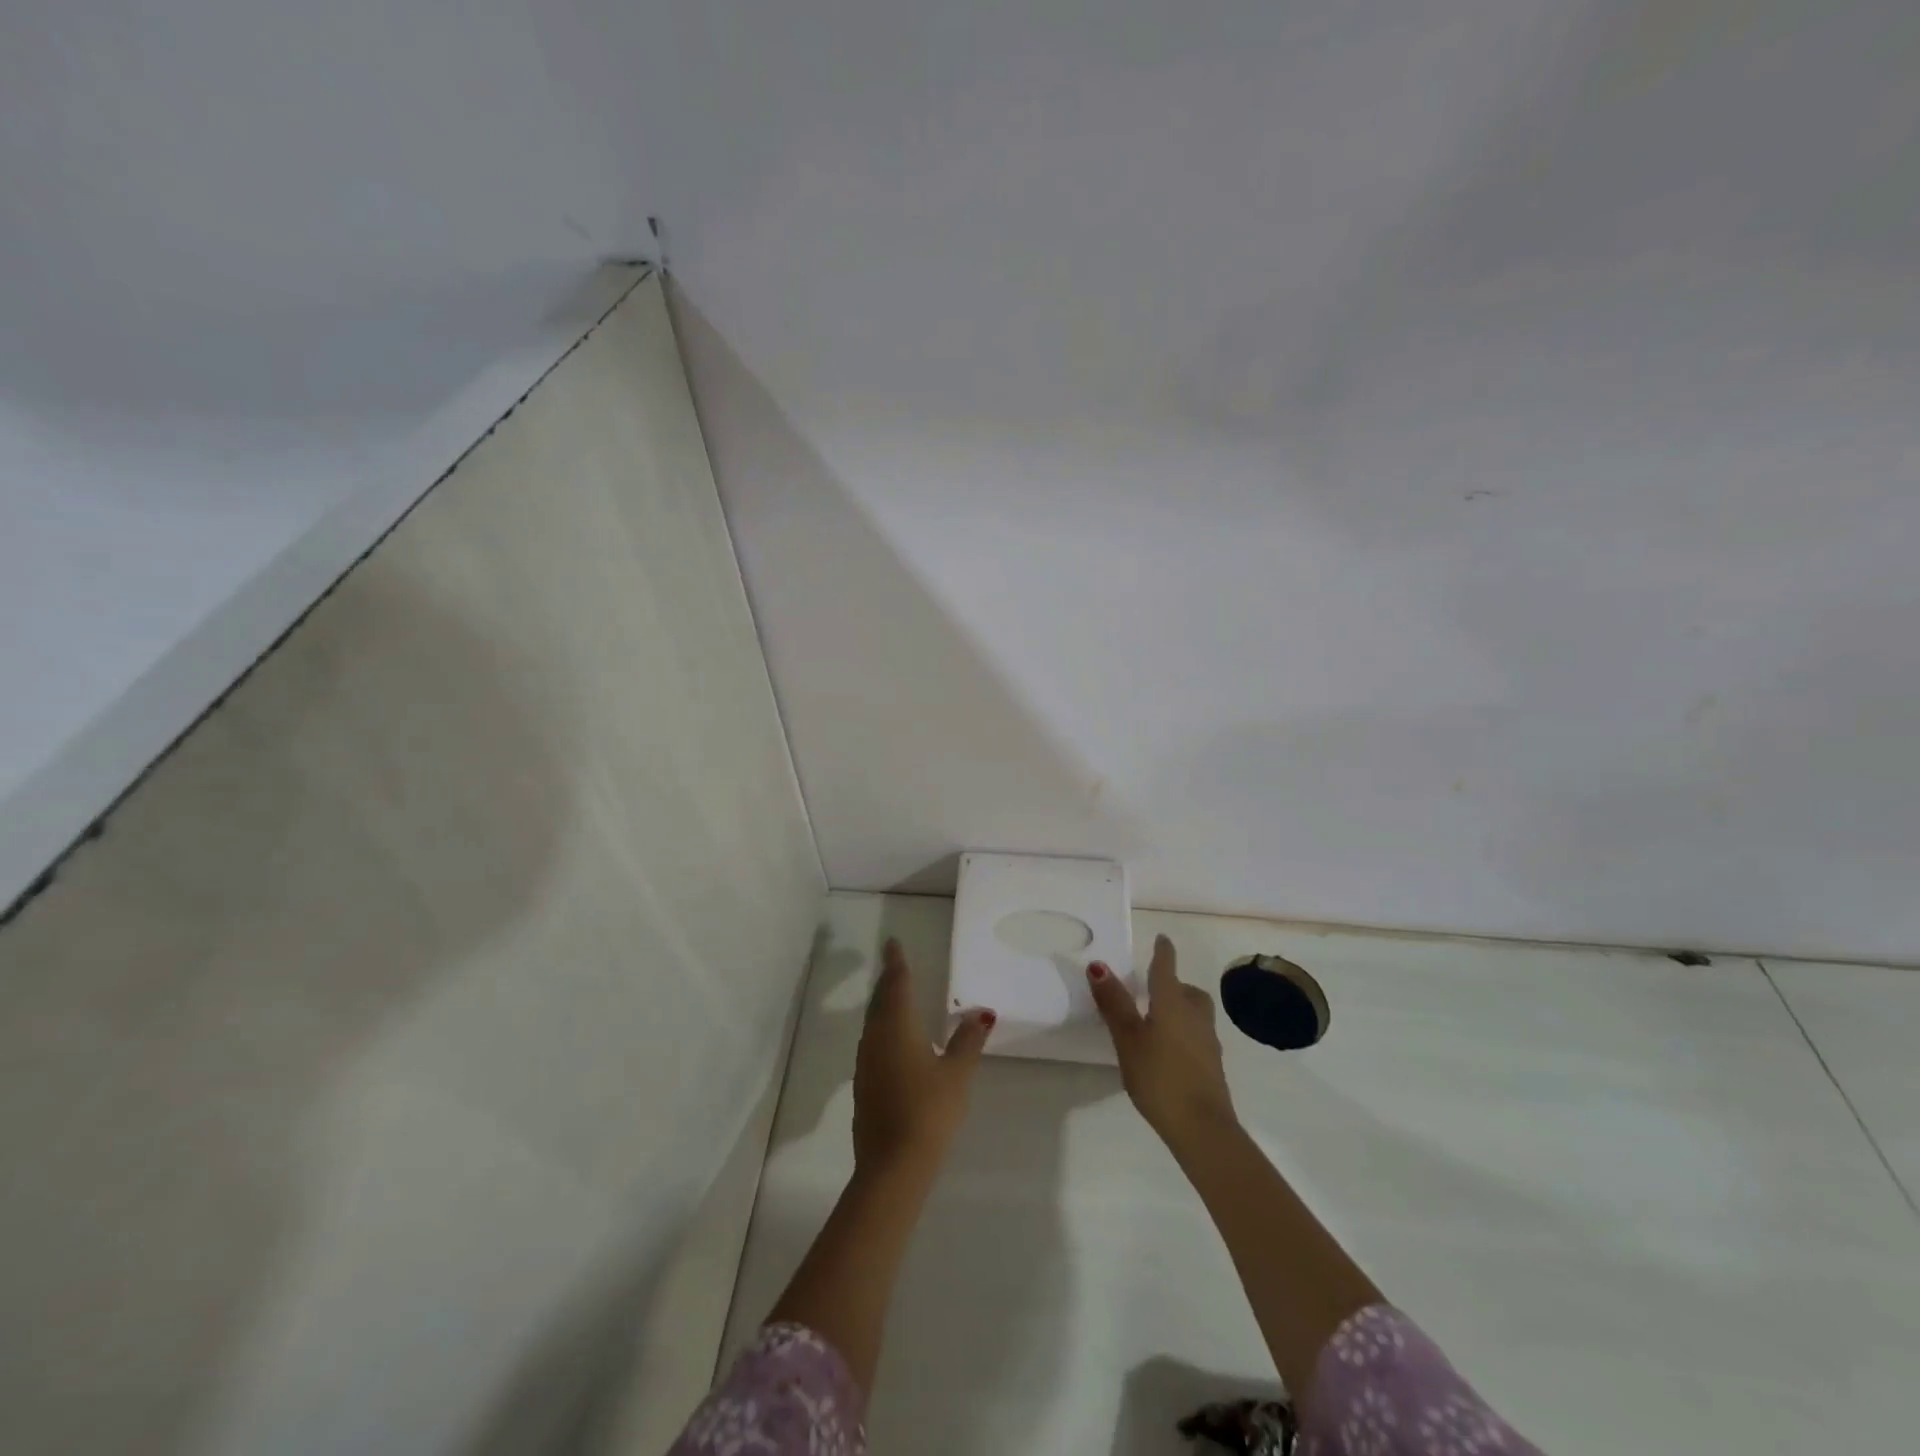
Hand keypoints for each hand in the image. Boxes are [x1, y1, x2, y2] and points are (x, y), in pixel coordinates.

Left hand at [853, 939, 993, 1177]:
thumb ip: (968, 1040)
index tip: (892, 943)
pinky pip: (872, 1042)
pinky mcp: (864, 1085)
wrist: (892, 1166)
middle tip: (895, 964)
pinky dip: (882, 1029)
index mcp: (898, 1027)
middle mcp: (876, 1038)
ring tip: (895, 996)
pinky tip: (893, 1040)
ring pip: (873, 1022)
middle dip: (888, 981)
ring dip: (883, 1005)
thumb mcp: (957, 1074)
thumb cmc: (929, 1111)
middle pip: (880, 1000)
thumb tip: (981, 1012)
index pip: (897, 984)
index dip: (896, 962)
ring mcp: (866, 1063)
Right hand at [1087, 933, 1238, 1147]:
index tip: (1162, 939)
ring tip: (1158, 1020)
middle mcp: (1195, 1016)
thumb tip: (1099, 965)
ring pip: (1196, 1013)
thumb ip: (1114, 1003)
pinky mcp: (1212, 1065)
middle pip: (1188, 991)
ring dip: (1181, 1008)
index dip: (1163, 952)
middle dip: (1174, 984)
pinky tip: (1168, 1050)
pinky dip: (1184, 1032)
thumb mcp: (1128, 1039)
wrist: (1202, 1128)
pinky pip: (1197, 1035)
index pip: (1166, 968)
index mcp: (1173, 1003)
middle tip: (1154, 988)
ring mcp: (1207, 1042)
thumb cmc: (1160, 1077)